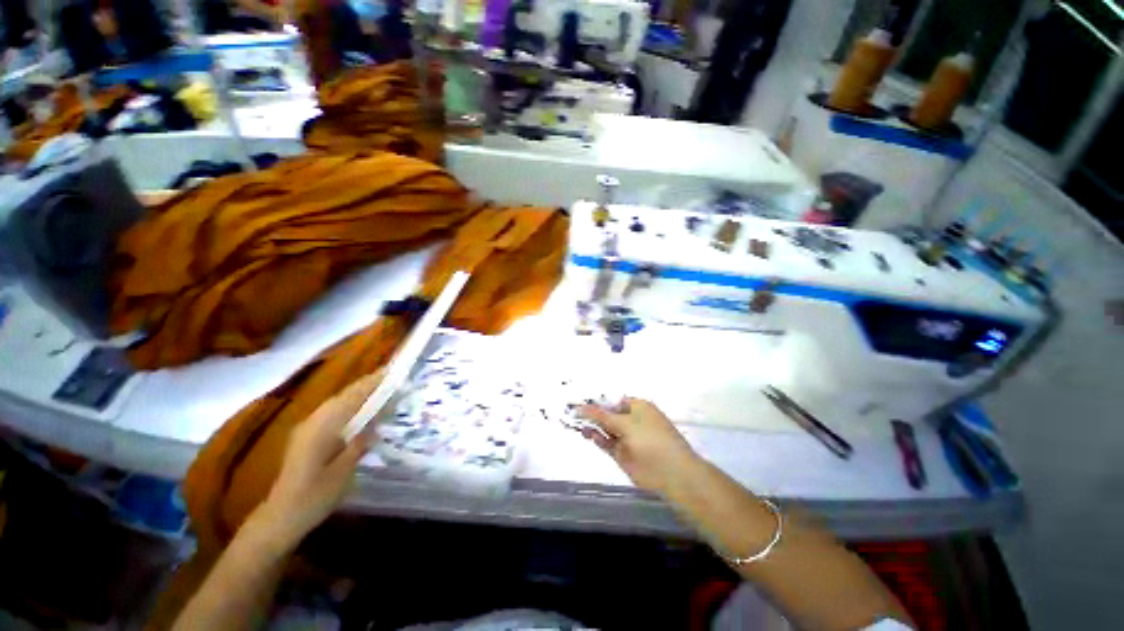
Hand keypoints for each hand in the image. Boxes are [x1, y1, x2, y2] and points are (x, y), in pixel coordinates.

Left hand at [258, 372, 381, 544]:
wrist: (281, 517)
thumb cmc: (314, 496)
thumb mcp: (343, 471)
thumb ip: (359, 443)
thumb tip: (376, 421)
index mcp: (322, 428)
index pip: (351, 397)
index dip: (372, 384)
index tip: (391, 373)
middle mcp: (313, 422)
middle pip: (344, 396)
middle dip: (367, 385)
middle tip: (392, 379)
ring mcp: (307, 428)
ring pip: (338, 402)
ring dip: (359, 394)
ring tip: (382, 390)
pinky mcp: (307, 437)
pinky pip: (333, 412)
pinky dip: (350, 406)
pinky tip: (362, 411)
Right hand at [578, 398, 698, 495]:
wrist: (671, 473)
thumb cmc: (651, 439)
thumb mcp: (625, 423)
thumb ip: (602, 416)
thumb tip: (582, 407)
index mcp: (637, 406)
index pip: (613, 400)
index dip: (597, 401)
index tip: (579, 400)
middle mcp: (631, 420)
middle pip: (607, 414)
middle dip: (592, 413)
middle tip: (571, 410)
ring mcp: (626, 438)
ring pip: (605, 429)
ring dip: (592, 426)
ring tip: (575, 422)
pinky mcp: (623, 454)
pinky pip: (607, 443)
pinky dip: (596, 438)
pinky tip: (586, 433)